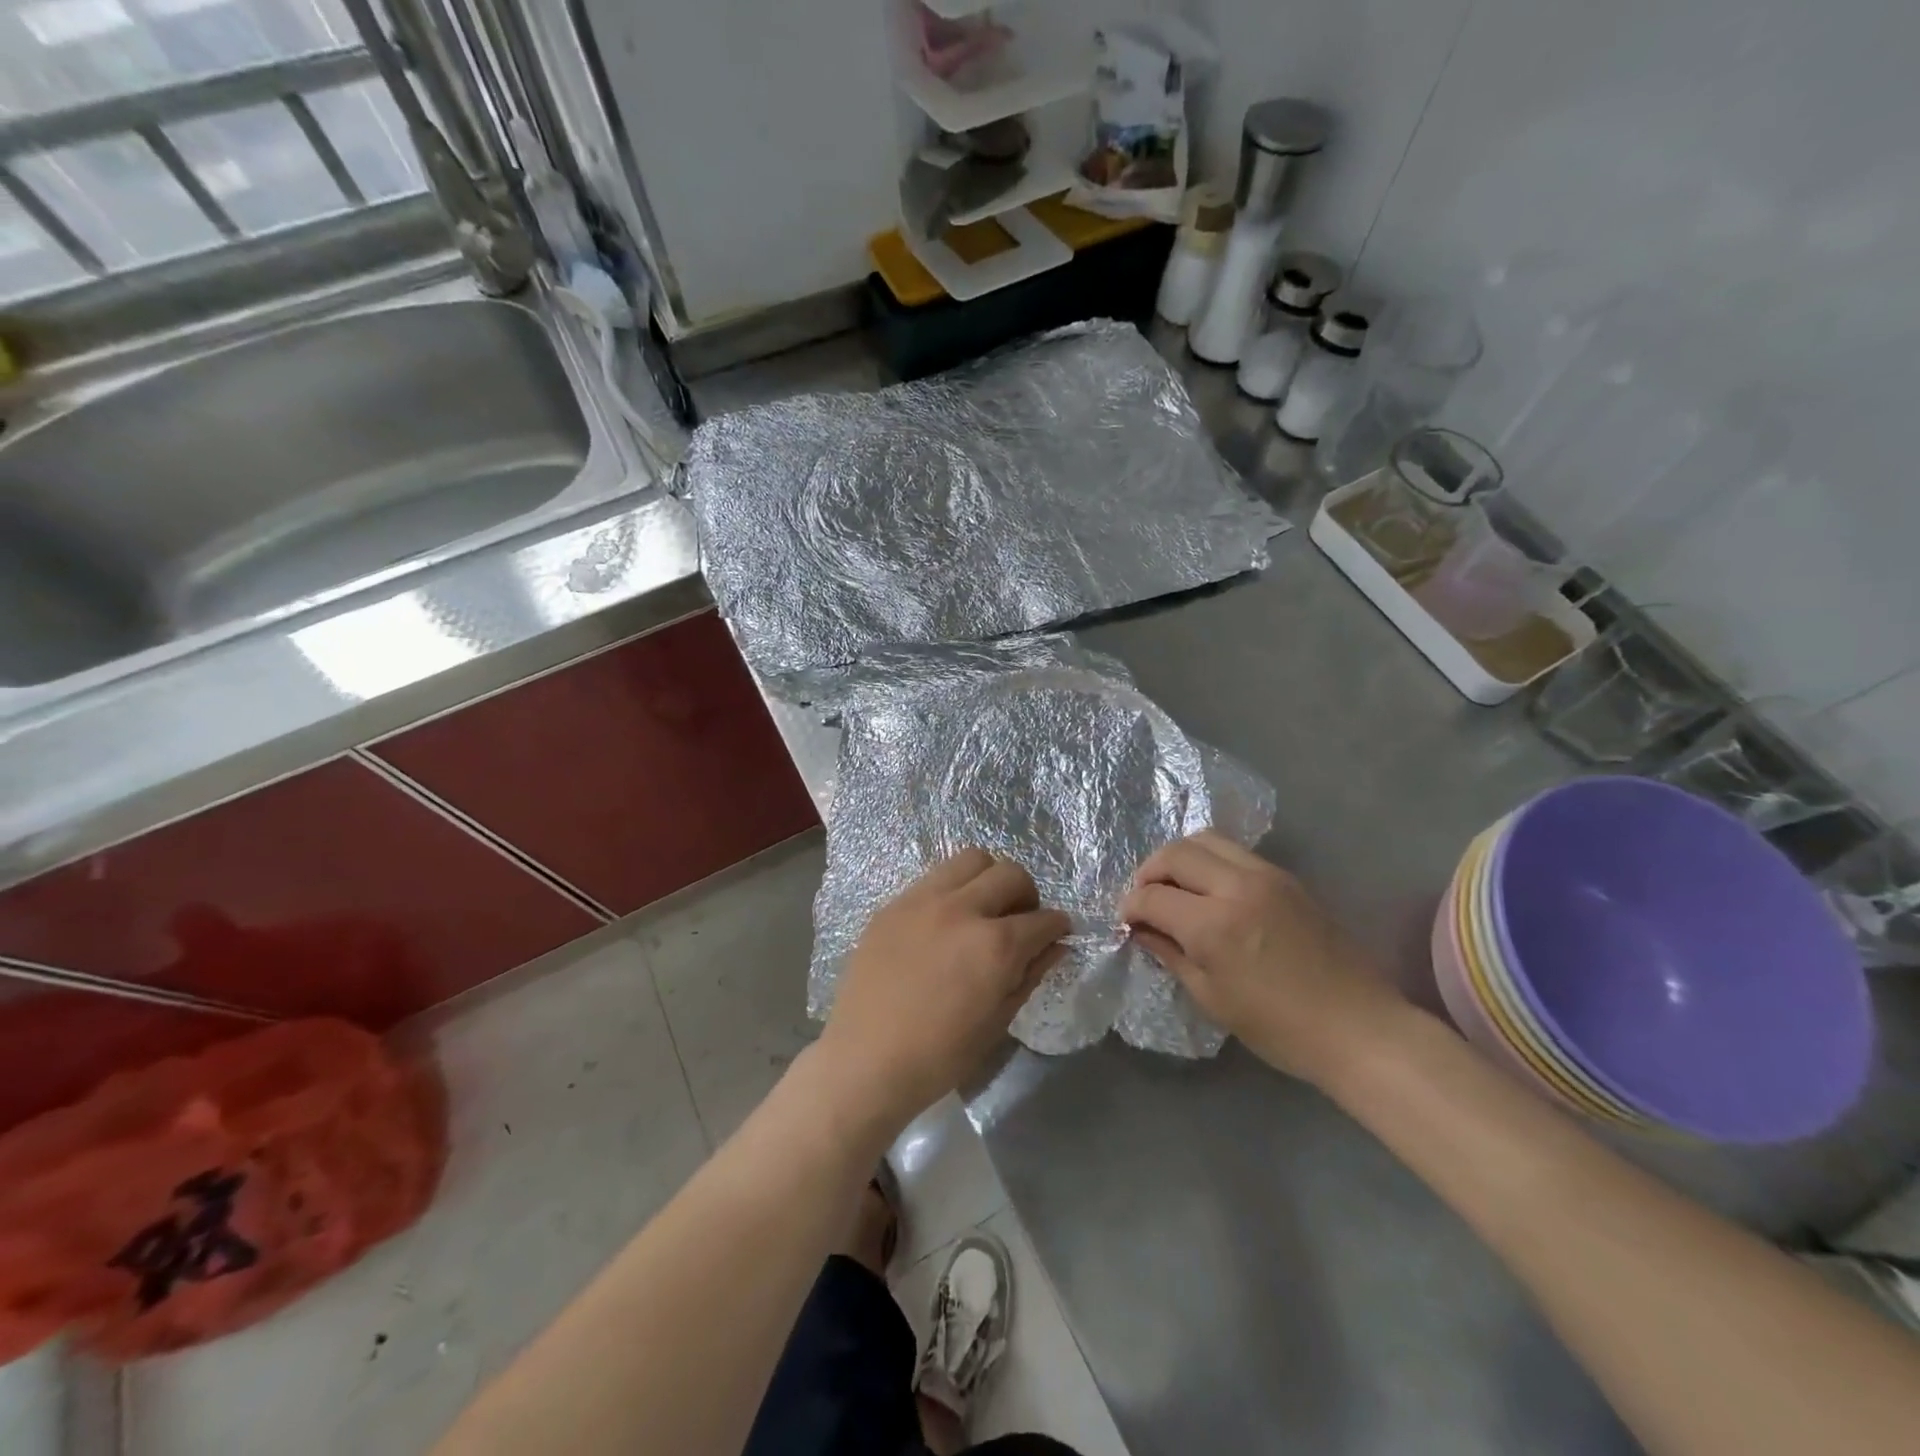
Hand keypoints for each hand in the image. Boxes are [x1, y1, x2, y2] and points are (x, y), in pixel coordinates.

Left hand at [817, 848, 1069, 1132]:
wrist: (865, 1060)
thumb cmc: (939, 1055)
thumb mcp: (997, 1021)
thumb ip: (1030, 975)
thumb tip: (1056, 946)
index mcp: (994, 945)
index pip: (1043, 919)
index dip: (1058, 926)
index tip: (1057, 933)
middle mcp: (962, 909)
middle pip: (1010, 873)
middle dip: (1027, 894)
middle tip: (1020, 920)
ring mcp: (923, 900)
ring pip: (971, 859)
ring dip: (988, 878)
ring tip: (983, 908)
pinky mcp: (894, 903)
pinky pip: (934, 878)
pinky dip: (952, 889)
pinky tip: (945, 920)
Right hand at [1119, 831, 1400, 1084]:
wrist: (1359, 1028)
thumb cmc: (1279, 1027)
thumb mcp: (1212, 998)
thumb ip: (1170, 954)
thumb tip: (1141, 930)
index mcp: (1213, 924)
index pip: (1152, 897)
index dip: (1130, 907)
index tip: (1126, 921)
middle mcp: (1236, 886)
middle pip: (1175, 853)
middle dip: (1149, 872)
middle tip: (1145, 899)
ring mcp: (1266, 876)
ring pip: (1206, 840)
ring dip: (1180, 858)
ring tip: (1175, 887)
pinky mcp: (1287, 878)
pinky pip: (1235, 852)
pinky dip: (1210, 861)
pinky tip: (1209, 890)